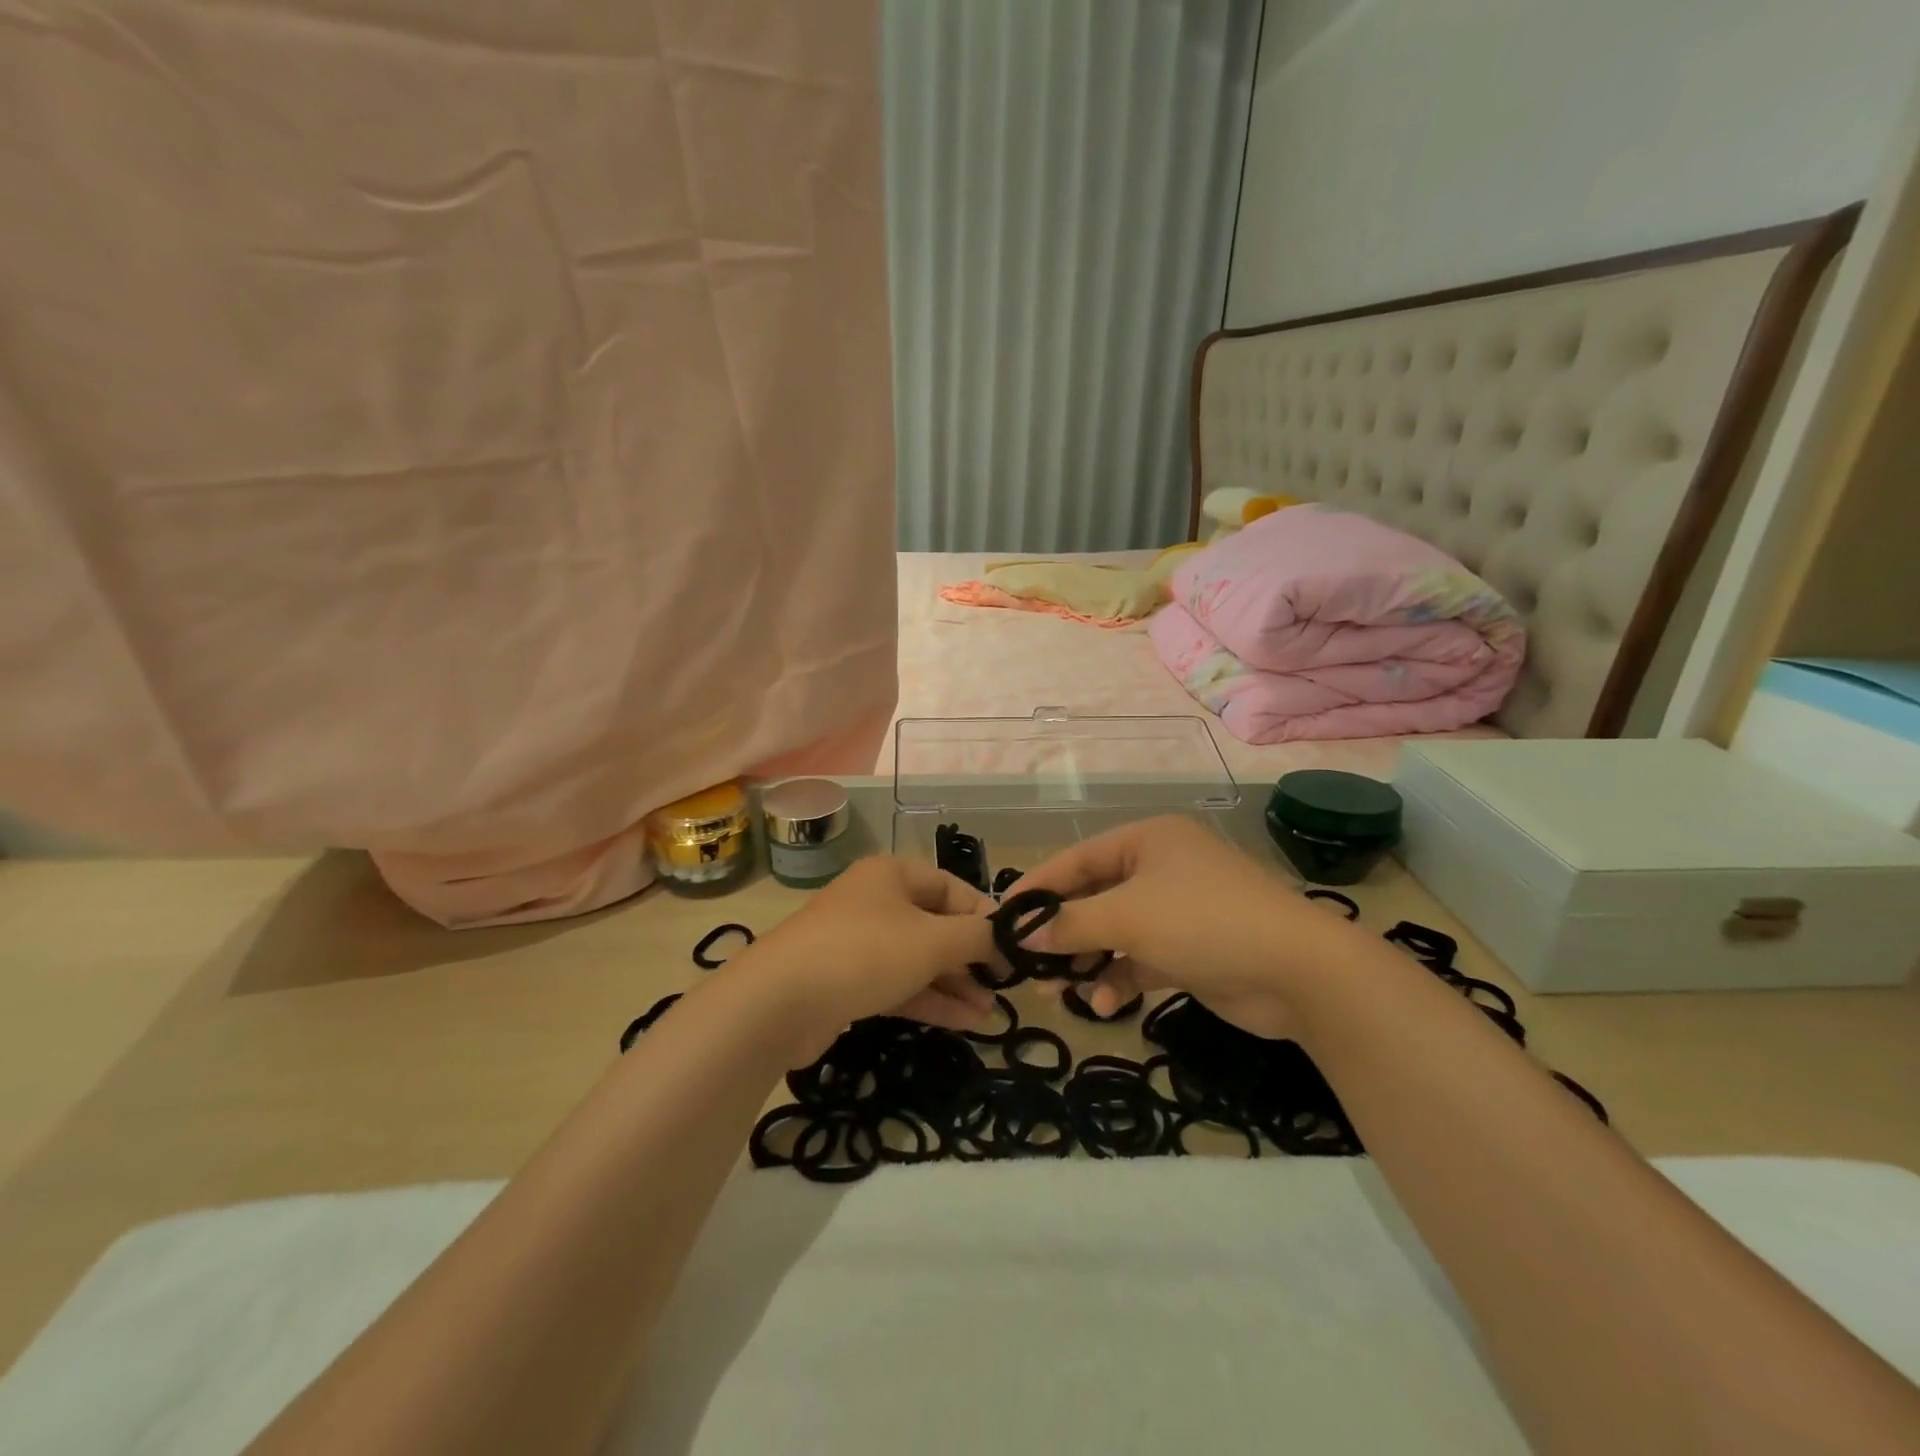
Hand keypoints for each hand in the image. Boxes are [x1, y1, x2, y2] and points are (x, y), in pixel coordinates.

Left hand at [729, 855, 997, 1061]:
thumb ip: (976, 936)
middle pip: (934, 924)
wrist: (779, 1001)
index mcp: (892, 874)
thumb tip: (1004, 936)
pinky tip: (962, 1023)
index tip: (1012, 948)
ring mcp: (857, 942)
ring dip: (953, 984)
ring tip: (989, 1013)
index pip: (952, 887)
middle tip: (1000, 986)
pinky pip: (896, 983)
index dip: (984, 916)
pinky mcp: (845, 981)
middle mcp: (875, 901)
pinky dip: (928, 1000)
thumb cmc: (865, 953)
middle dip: (970, 957)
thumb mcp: (933, 940)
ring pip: (917, 959)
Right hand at [1010, 815, 1352, 1039]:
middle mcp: (1160, 868)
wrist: (1298, 971)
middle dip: (1062, 933)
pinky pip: (1140, 958)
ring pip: (1115, 932)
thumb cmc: (1202, 922)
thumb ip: (1070, 924)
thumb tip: (1022, 935)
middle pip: (1094, 897)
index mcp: (1147, 840)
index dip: (1038, 887)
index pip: (1077, 858)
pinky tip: (1105, 1005)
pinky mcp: (1190, 949)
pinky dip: (1120, 978)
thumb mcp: (1128, 917)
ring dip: (1088, 961)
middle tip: (1027, 964)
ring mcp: (1177, 909)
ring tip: (1058, 991)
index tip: (1002, 917)